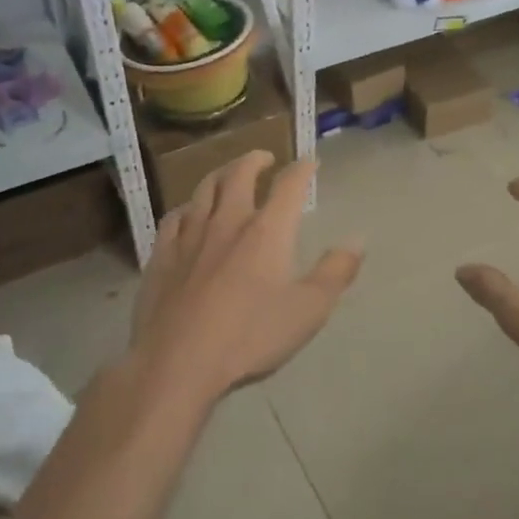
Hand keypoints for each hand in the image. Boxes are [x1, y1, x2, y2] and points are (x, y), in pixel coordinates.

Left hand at [129, 151, 362, 402]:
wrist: (178, 361)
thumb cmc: (250, 336)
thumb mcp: (309, 310)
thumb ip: (336, 272)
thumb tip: (357, 240)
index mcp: (267, 230)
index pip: (289, 185)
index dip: (302, 169)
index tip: (311, 162)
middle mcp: (228, 221)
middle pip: (239, 174)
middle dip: (254, 160)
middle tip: (264, 158)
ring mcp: (190, 235)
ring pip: (204, 189)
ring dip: (220, 174)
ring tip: (228, 174)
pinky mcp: (162, 255)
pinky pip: (174, 217)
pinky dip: (188, 207)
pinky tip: (188, 213)